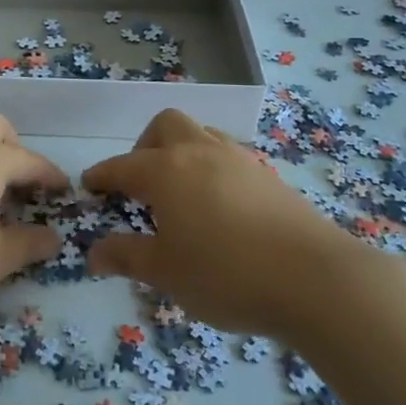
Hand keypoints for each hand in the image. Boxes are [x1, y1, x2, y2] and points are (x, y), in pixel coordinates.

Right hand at [83, 108, 353, 336]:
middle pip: (165, 125)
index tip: (90, 186)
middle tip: (140, 184)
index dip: (102, 176)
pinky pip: (228, 155)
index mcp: (166, 170)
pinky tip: (218, 205)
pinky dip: (211, 167)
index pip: (122, 166)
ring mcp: (238, 159)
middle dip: (144, 146)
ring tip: (180, 191)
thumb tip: (94, 253)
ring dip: (181, 151)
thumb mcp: (166, 272)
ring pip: (201, 133)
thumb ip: (127, 256)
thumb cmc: (227, 274)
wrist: (315, 279)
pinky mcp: (268, 175)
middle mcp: (200, 152)